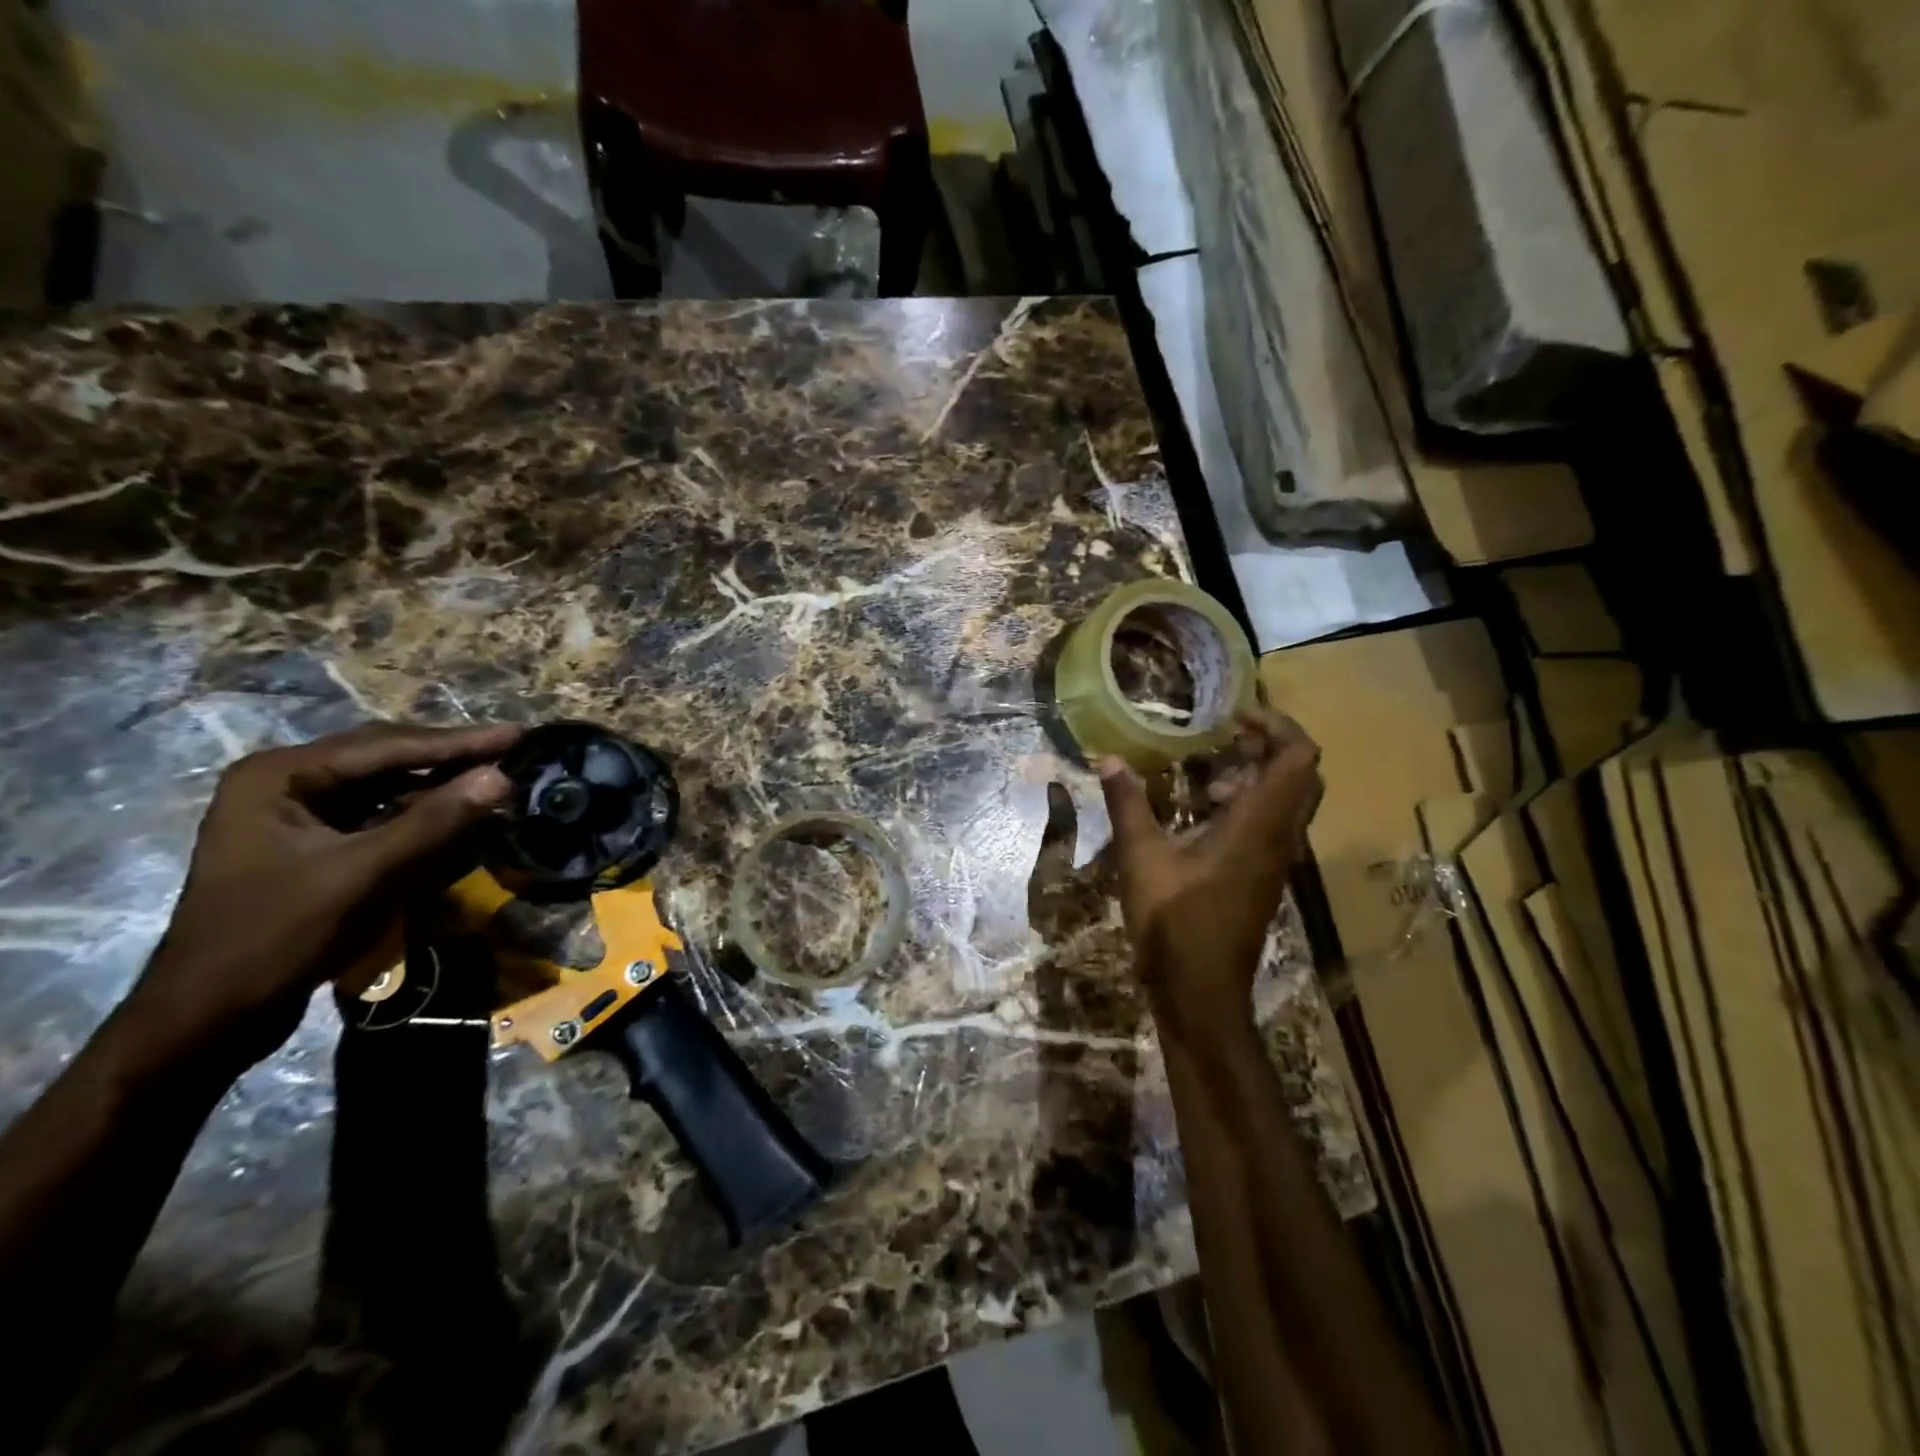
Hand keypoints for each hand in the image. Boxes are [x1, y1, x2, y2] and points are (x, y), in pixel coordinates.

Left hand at [109, 722, 520, 1075]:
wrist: (210, 1016)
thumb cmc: (276, 936)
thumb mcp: (362, 875)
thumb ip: (434, 822)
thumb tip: (502, 778)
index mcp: (281, 774)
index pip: (388, 745)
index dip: (460, 742)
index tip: (520, 735)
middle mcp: (288, 781)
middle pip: (388, 757)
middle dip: (453, 757)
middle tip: (516, 751)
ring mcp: (299, 812)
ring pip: (388, 785)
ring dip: (442, 784)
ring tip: (498, 777)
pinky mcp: (315, 842)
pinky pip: (381, 814)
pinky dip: (423, 813)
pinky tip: (459, 813)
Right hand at [1099, 707, 1323, 1043]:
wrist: (1201, 992)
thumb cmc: (1174, 923)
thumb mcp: (1141, 858)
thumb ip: (1128, 805)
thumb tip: (1109, 759)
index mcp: (1259, 826)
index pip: (1298, 758)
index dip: (1277, 725)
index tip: (1235, 715)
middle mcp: (1279, 838)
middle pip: (1303, 776)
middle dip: (1272, 746)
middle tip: (1229, 735)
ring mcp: (1276, 862)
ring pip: (1291, 803)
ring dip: (1262, 776)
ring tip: (1211, 772)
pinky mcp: (1264, 879)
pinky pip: (1274, 826)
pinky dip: (1252, 805)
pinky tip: (1205, 816)